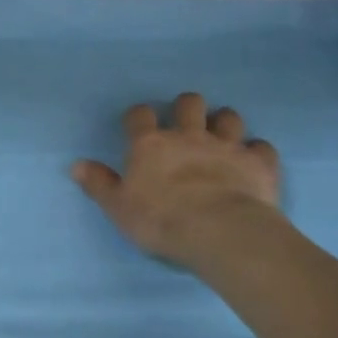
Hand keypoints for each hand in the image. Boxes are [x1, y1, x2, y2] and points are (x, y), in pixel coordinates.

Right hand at [73, 92, 283, 267]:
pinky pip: (262, 147)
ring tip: (222, 136)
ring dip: (225, 123)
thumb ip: (99, 184)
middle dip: (188, 107)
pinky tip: (254, 161)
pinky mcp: (257, 163)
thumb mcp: (118, 208)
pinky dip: (257, 152)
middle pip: (189, 104)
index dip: (139, 117)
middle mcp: (188, 136)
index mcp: (151, 145)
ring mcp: (226, 146)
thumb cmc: (161, 221)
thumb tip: (75, 164)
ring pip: (229, 118)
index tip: (139, 125)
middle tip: (187, 124)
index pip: (140, 116)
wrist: (220, 233)